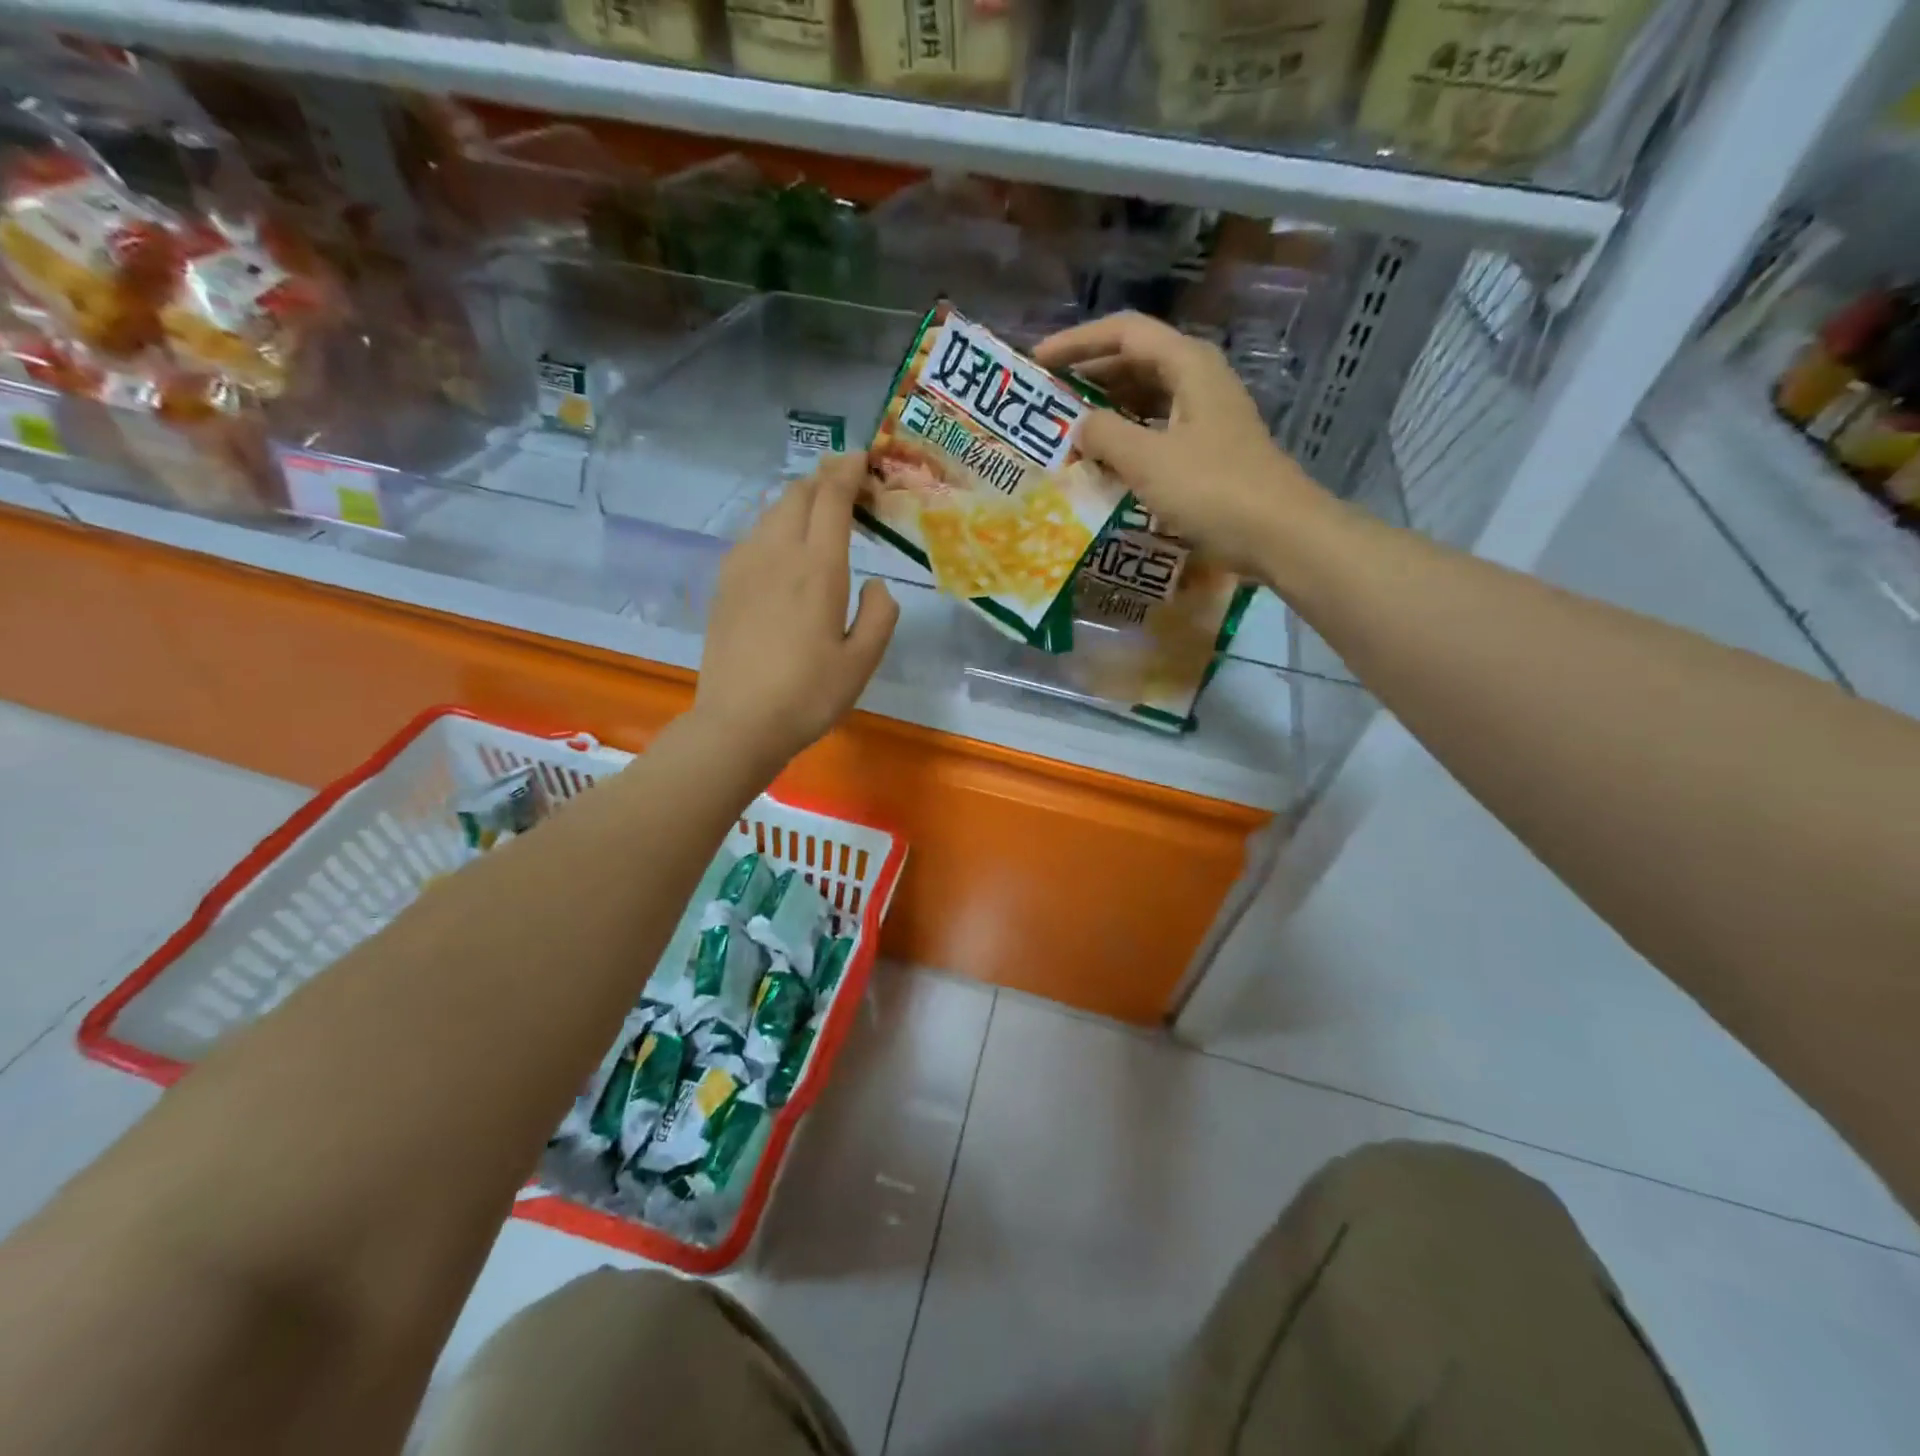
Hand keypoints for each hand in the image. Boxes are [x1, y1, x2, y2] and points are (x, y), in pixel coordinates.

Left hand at [694, 452, 897, 770]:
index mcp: (817, 569)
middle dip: (824, 479)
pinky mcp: (724, 584)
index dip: (847, 471)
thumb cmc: (809, 696)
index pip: (831, 498)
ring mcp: (743, 566)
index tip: (862, 459)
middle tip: (848, 488)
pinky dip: (776, 525)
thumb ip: (879, 615)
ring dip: (798, 501)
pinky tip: (784, 549)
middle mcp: (777, 555)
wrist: (738, 723)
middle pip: (797, 494)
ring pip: (771, 511)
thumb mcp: (862, 662)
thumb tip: (875, 584)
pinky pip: (753, 536)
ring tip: (819, 514)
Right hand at [1035, 312, 1334, 581]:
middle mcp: (1198, 380)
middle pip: (1135, 362)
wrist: (1277, 533)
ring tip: (1067, 432)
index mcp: (1188, 365)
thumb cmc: (1213, 489)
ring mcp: (1205, 416)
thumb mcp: (1148, 459)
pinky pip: (1156, 432)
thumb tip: (1079, 427)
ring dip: (1106, 412)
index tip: (1038, 362)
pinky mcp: (1207, 451)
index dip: (1077, 342)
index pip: (1124, 333)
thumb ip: (1104, 435)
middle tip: (1048, 401)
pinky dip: (1127, 441)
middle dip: (1088, 378)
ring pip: (1145, 399)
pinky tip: (1104, 464)